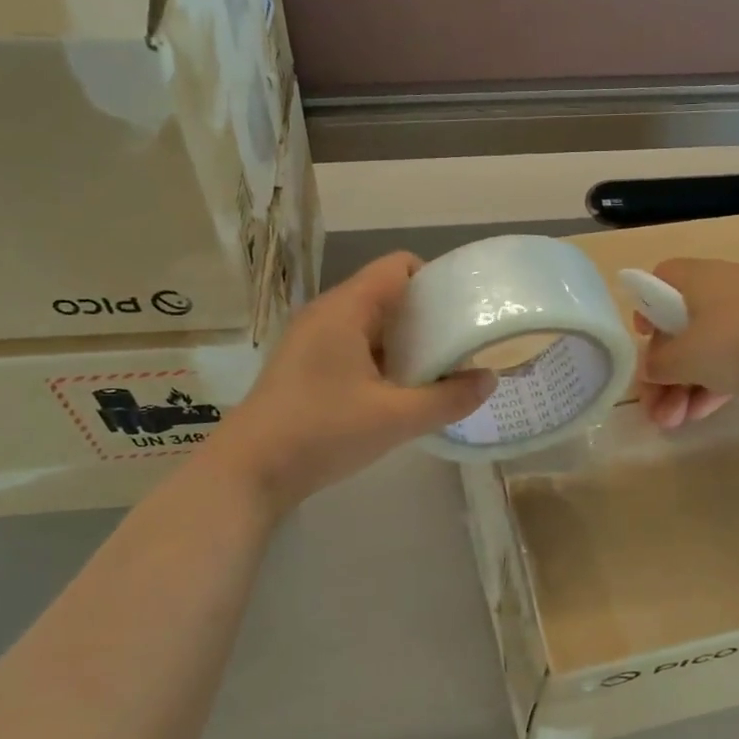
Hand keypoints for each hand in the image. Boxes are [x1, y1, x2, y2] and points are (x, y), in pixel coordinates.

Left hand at [204, 253, 494, 508]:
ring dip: (403, 341)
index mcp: (345, 309)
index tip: (464, 312)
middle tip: (459, 346)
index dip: (436, 280)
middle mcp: (326, 313)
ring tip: (436, 371)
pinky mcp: (304, 365)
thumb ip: (448, 399)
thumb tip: (489, 380)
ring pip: (369, 323)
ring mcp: (310, 339)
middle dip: (426, 316)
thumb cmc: (322, 432)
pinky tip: (397, 391)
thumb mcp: (395, 419)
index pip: (398, 267)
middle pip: (386, 294)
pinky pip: (352, 345)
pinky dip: (380, 358)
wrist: (248, 471)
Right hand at [634, 258, 738, 429]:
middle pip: (681, 326)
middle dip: (664, 371)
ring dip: (685, 386)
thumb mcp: (685, 357)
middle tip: (655, 407)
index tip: (643, 340)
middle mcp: (724, 289)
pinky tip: (700, 416)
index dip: (645, 309)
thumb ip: (658, 363)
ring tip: (674, 423)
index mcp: (698, 278)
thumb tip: (652, 367)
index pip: (660, 280)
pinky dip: (714, 384)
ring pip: (708, 349)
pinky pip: (734, 360)